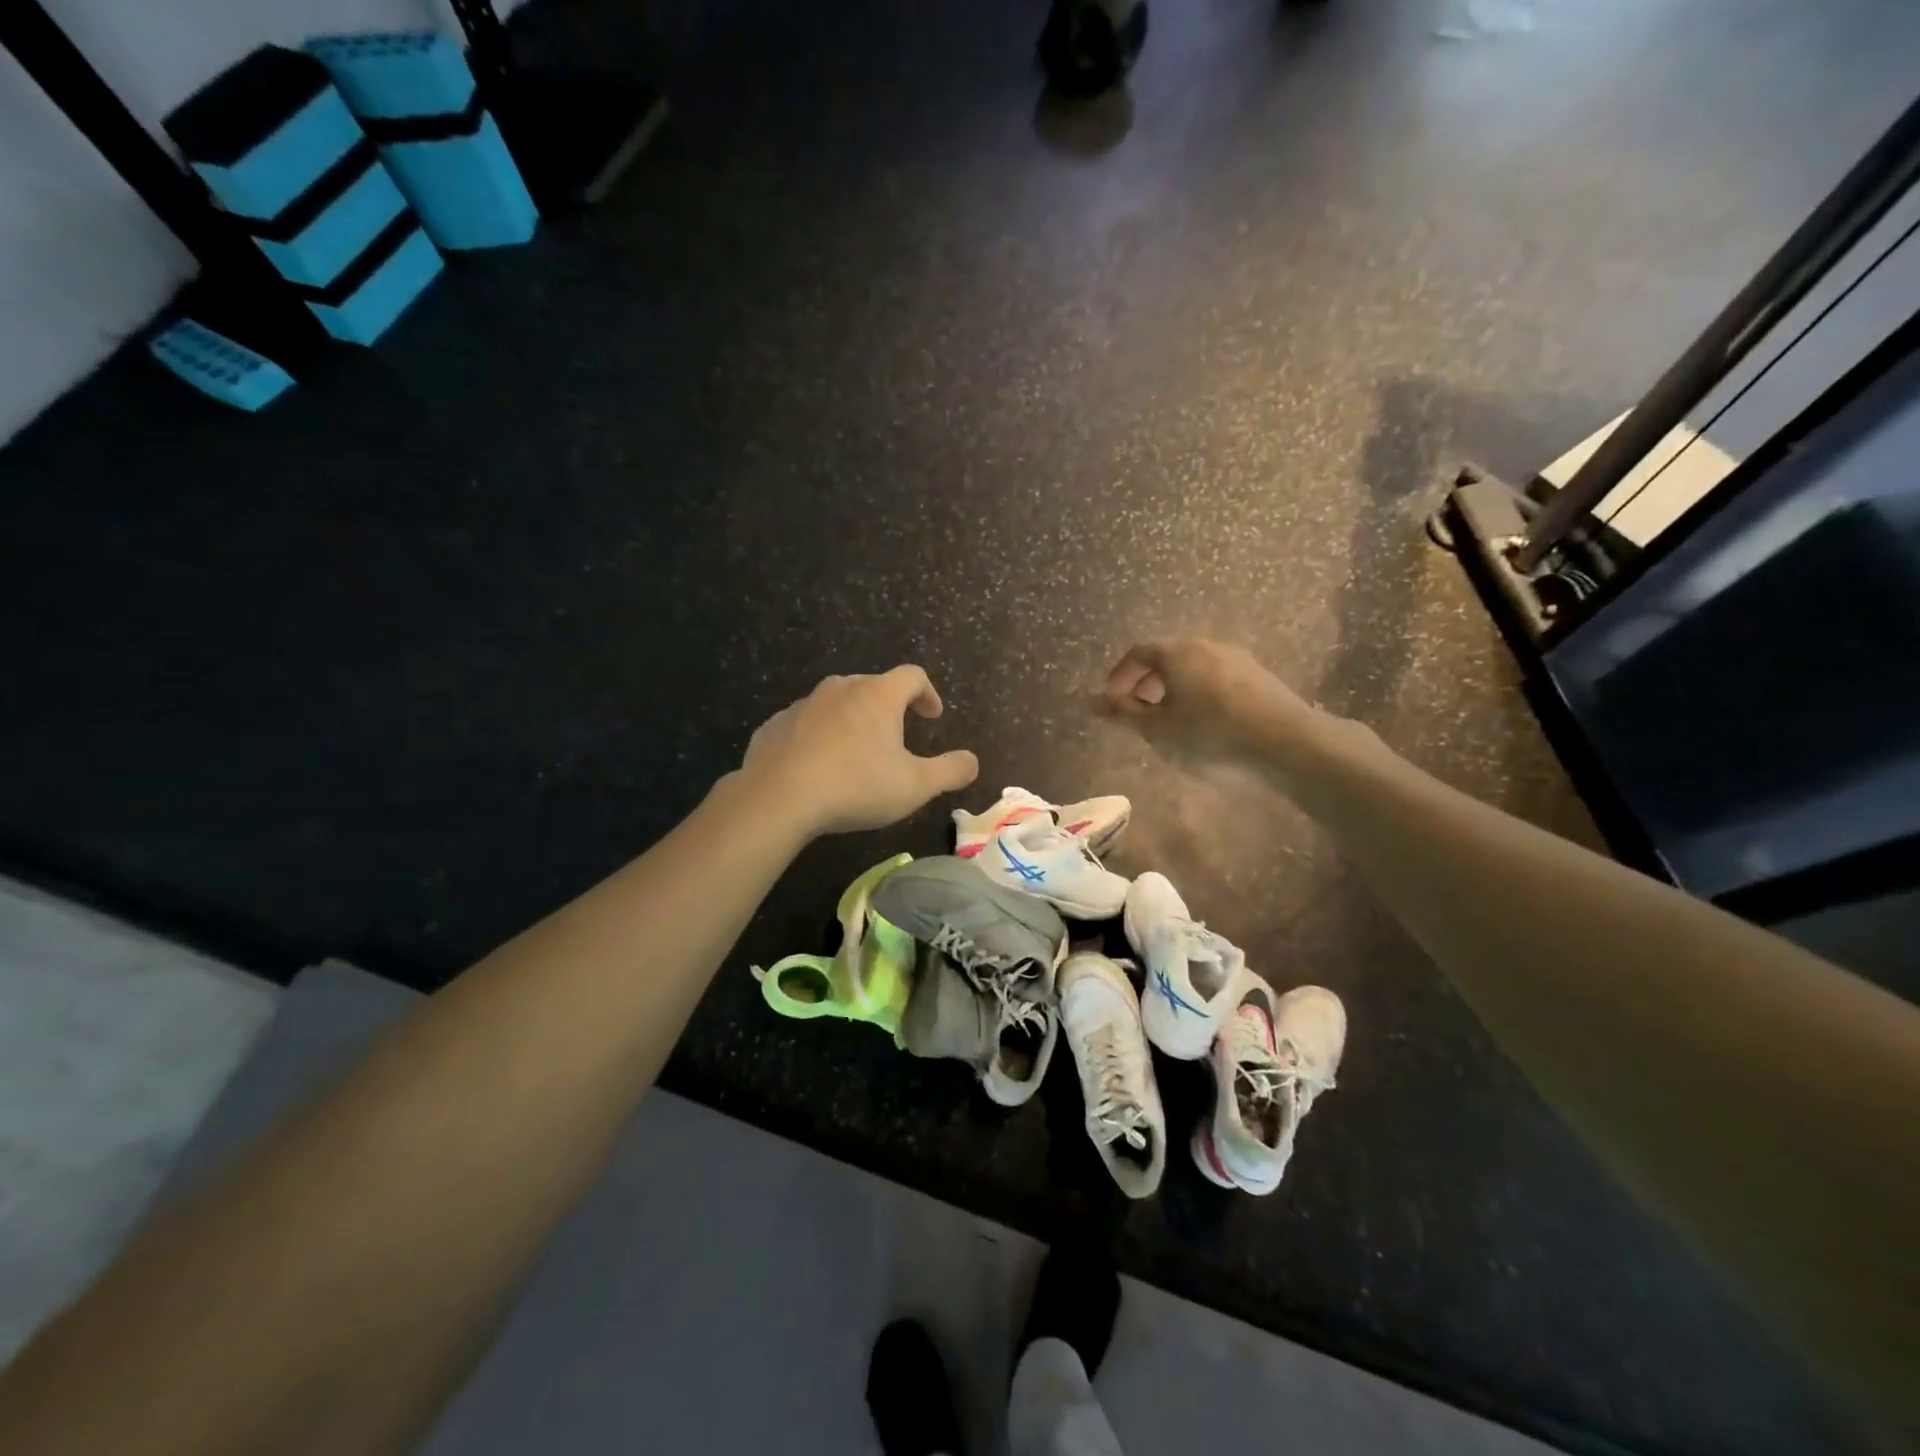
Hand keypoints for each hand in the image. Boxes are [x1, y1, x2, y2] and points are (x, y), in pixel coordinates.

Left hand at [740, 666, 979, 836]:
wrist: (778, 798)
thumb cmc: (856, 786)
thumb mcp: (915, 786)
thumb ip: (950, 771)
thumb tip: (973, 761)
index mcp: (877, 695)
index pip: (912, 676)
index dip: (927, 693)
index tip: (932, 716)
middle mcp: (840, 688)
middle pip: (872, 686)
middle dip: (888, 707)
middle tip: (896, 736)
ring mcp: (803, 705)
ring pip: (836, 704)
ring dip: (851, 722)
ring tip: (855, 755)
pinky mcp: (774, 726)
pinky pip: (804, 725)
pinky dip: (817, 738)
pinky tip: (817, 767)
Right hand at [1093, 638, 1327, 770]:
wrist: (1285, 742)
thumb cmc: (1210, 735)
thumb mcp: (1158, 729)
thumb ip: (1124, 713)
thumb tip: (1093, 702)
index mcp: (1176, 652)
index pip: (1137, 654)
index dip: (1119, 677)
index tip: (1112, 704)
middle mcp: (1204, 644)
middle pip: (1165, 657)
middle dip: (1145, 682)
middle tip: (1137, 712)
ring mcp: (1235, 657)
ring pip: (1191, 666)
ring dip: (1172, 688)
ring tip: (1168, 719)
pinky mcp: (1257, 674)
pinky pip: (1214, 675)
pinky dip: (1197, 691)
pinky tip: (1203, 721)